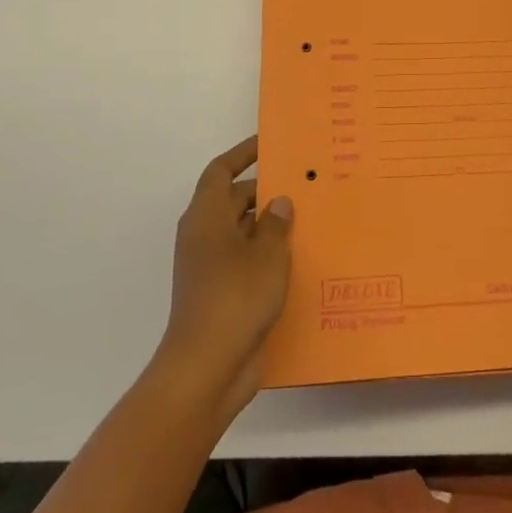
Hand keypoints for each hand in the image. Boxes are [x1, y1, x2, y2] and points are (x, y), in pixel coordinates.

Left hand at [157, 136, 293, 420]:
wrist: (207, 368)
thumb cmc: (235, 297)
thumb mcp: (267, 254)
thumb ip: (276, 223)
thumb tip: (278, 202)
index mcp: (206, 216)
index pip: (221, 171)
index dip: (242, 154)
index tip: (269, 144)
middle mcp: (203, 237)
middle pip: (233, 201)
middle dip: (265, 192)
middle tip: (302, 185)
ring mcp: (209, 268)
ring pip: (242, 233)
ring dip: (269, 227)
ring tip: (308, 220)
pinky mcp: (220, 295)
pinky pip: (245, 262)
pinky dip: (267, 257)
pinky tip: (299, 262)